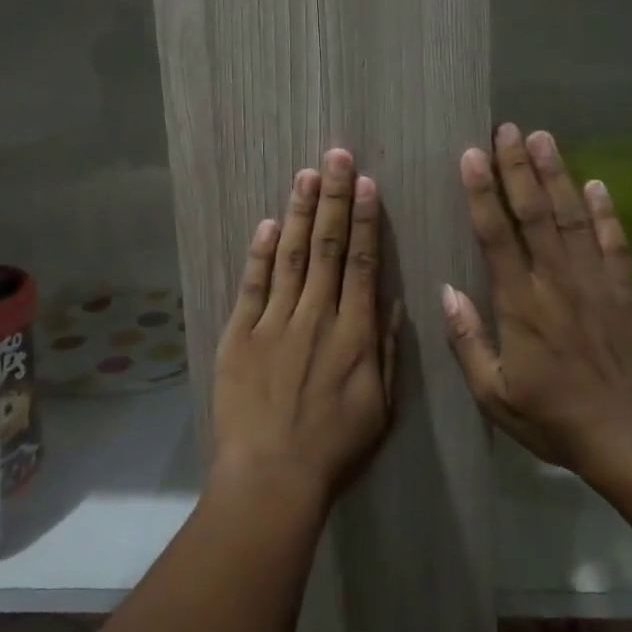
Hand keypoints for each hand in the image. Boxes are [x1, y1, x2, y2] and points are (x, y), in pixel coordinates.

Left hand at [212, 148, 401, 506]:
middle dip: (334, 198)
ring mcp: (275, 322)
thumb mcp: (381, 406)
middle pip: (328, 247)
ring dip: (301, 213)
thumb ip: (387, 350)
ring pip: (292, 256)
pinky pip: (253, 285)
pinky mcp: (240, 334)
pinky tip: (269, 224)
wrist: (272, 475)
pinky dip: (261, 253)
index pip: (362, 263)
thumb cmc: (334, 447)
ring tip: (307, 174)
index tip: (367, 184)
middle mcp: (317, 316)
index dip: (365, 220)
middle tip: (337, 156)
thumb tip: (391, 300)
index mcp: (355, 333)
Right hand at [443, 124, 631, 485]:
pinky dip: (606, 212)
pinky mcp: (627, 291)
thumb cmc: (554, 417)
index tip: (471, 156)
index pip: (496, 236)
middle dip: (518, 168)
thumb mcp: (495, 394)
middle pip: (535, 213)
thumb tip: (447, 292)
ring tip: (544, 138)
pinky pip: (615, 242)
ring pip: (573, 217)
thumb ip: (468, 341)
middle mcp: (557, 281)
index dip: (482, 193)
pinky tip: (597, 184)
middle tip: (508, 130)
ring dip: (557, 175)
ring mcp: (596, 282)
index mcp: (520, 304)